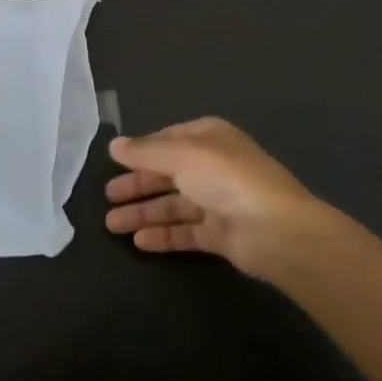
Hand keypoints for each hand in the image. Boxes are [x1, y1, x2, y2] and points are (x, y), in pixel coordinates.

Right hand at [104, 117, 326, 281]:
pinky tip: (139, 242)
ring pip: (173, 205)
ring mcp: (217, 201)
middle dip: (137, 185)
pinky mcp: (220, 234)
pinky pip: (185, 232)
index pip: (167, 141)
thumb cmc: (226, 178)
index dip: (141, 152)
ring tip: (112, 225)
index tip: (113, 164)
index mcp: (208, 138)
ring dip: (143, 213)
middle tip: (107, 197)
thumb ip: (145, 152)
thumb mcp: (181, 155)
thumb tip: (114, 145)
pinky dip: (163, 235)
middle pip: (167, 174)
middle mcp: (212, 166)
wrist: (274, 229)